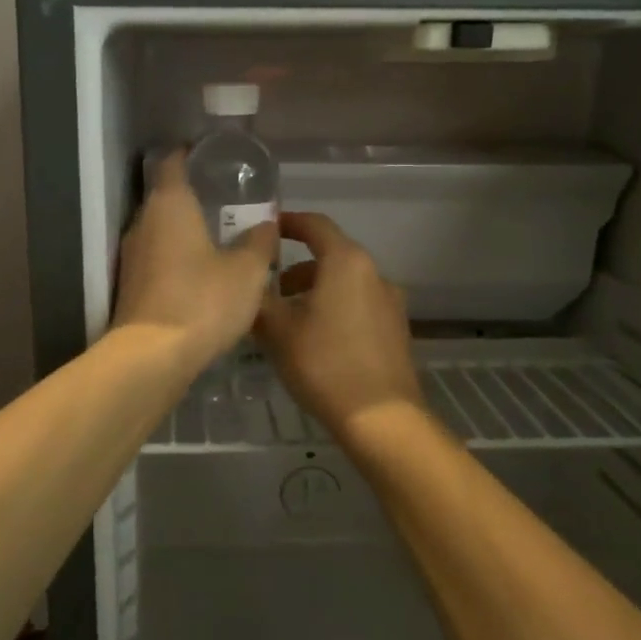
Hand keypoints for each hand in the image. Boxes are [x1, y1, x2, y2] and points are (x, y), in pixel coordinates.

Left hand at [112, 151, 278, 370]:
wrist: (152, 357)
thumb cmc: (203, 301)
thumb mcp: (247, 271)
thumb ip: (259, 242)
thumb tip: (266, 224)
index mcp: (170, 204)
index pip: (173, 162)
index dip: (190, 154)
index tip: (211, 156)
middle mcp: (143, 222)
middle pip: (166, 196)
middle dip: (194, 195)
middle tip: (227, 198)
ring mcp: (132, 256)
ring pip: (161, 230)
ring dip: (185, 228)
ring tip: (219, 234)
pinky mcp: (130, 285)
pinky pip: (157, 257)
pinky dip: (177, 256)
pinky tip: (201, 271)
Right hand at [257, 212, 422, 439]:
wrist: (382, 418)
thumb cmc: (324, 364)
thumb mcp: (278, 330)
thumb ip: (258, 298)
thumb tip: (245, 281)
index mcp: (347, 262)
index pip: (315, 224)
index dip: (287, 222)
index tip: (264, 229)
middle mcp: (374, 273)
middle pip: (330, 255)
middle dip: (296, 267)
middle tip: (266, 286)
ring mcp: (389, 302)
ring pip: (344, 282)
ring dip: (314, 290)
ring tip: (286, 318)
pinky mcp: (395, 329)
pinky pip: (358, 305)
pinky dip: (333, 308)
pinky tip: (314, 339)